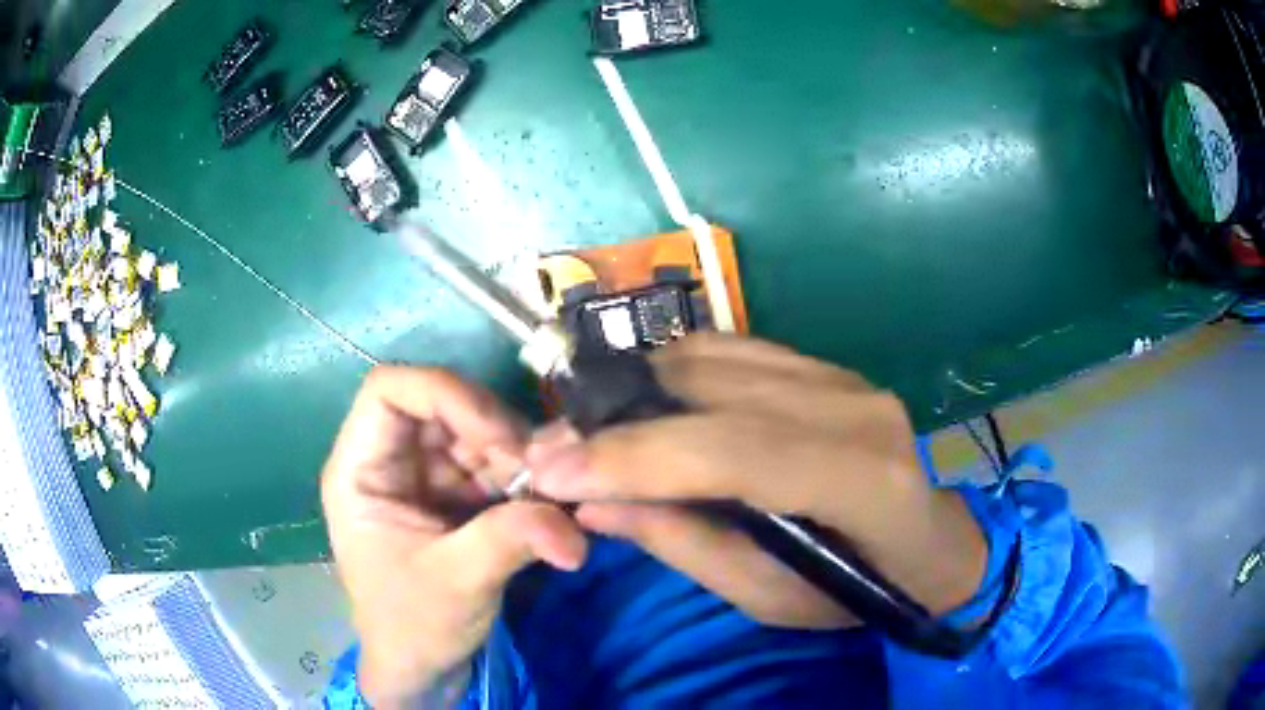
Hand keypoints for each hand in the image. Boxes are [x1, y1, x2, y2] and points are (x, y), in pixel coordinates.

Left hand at [322, 366, 587, 707]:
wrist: (424, 667)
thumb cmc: (414, 627)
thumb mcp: (456, 585)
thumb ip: (509, 543)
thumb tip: (573, 528)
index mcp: (361, 470)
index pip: (390, 390)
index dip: (445, 394)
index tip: (499, 437)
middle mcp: (391, 460)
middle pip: (444, 405)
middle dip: (496, 432)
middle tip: (544, 473)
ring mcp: (427, 475)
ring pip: (477, 432)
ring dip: (520, 457)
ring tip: (554, 495)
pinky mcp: (457, 495)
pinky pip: (497, 464)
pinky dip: (528, 478)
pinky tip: (552, 503)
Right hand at [527, 335, 985, 629]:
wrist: (930, 542)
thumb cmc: (859, 592)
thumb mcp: (771, 598)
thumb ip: (686, 545)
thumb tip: (594, 505)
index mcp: (861, 479)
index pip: (734, 452)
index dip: (634, 458)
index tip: (550, 473)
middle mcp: (855, 408)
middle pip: (713, 391)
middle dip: (615, 422)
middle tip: (550, 452)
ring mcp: (841, 375)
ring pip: (712, 359)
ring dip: (634, 391)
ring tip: (586, 432)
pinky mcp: (823, 365)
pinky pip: (729, 350)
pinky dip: (670, 373)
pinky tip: (640, 405)